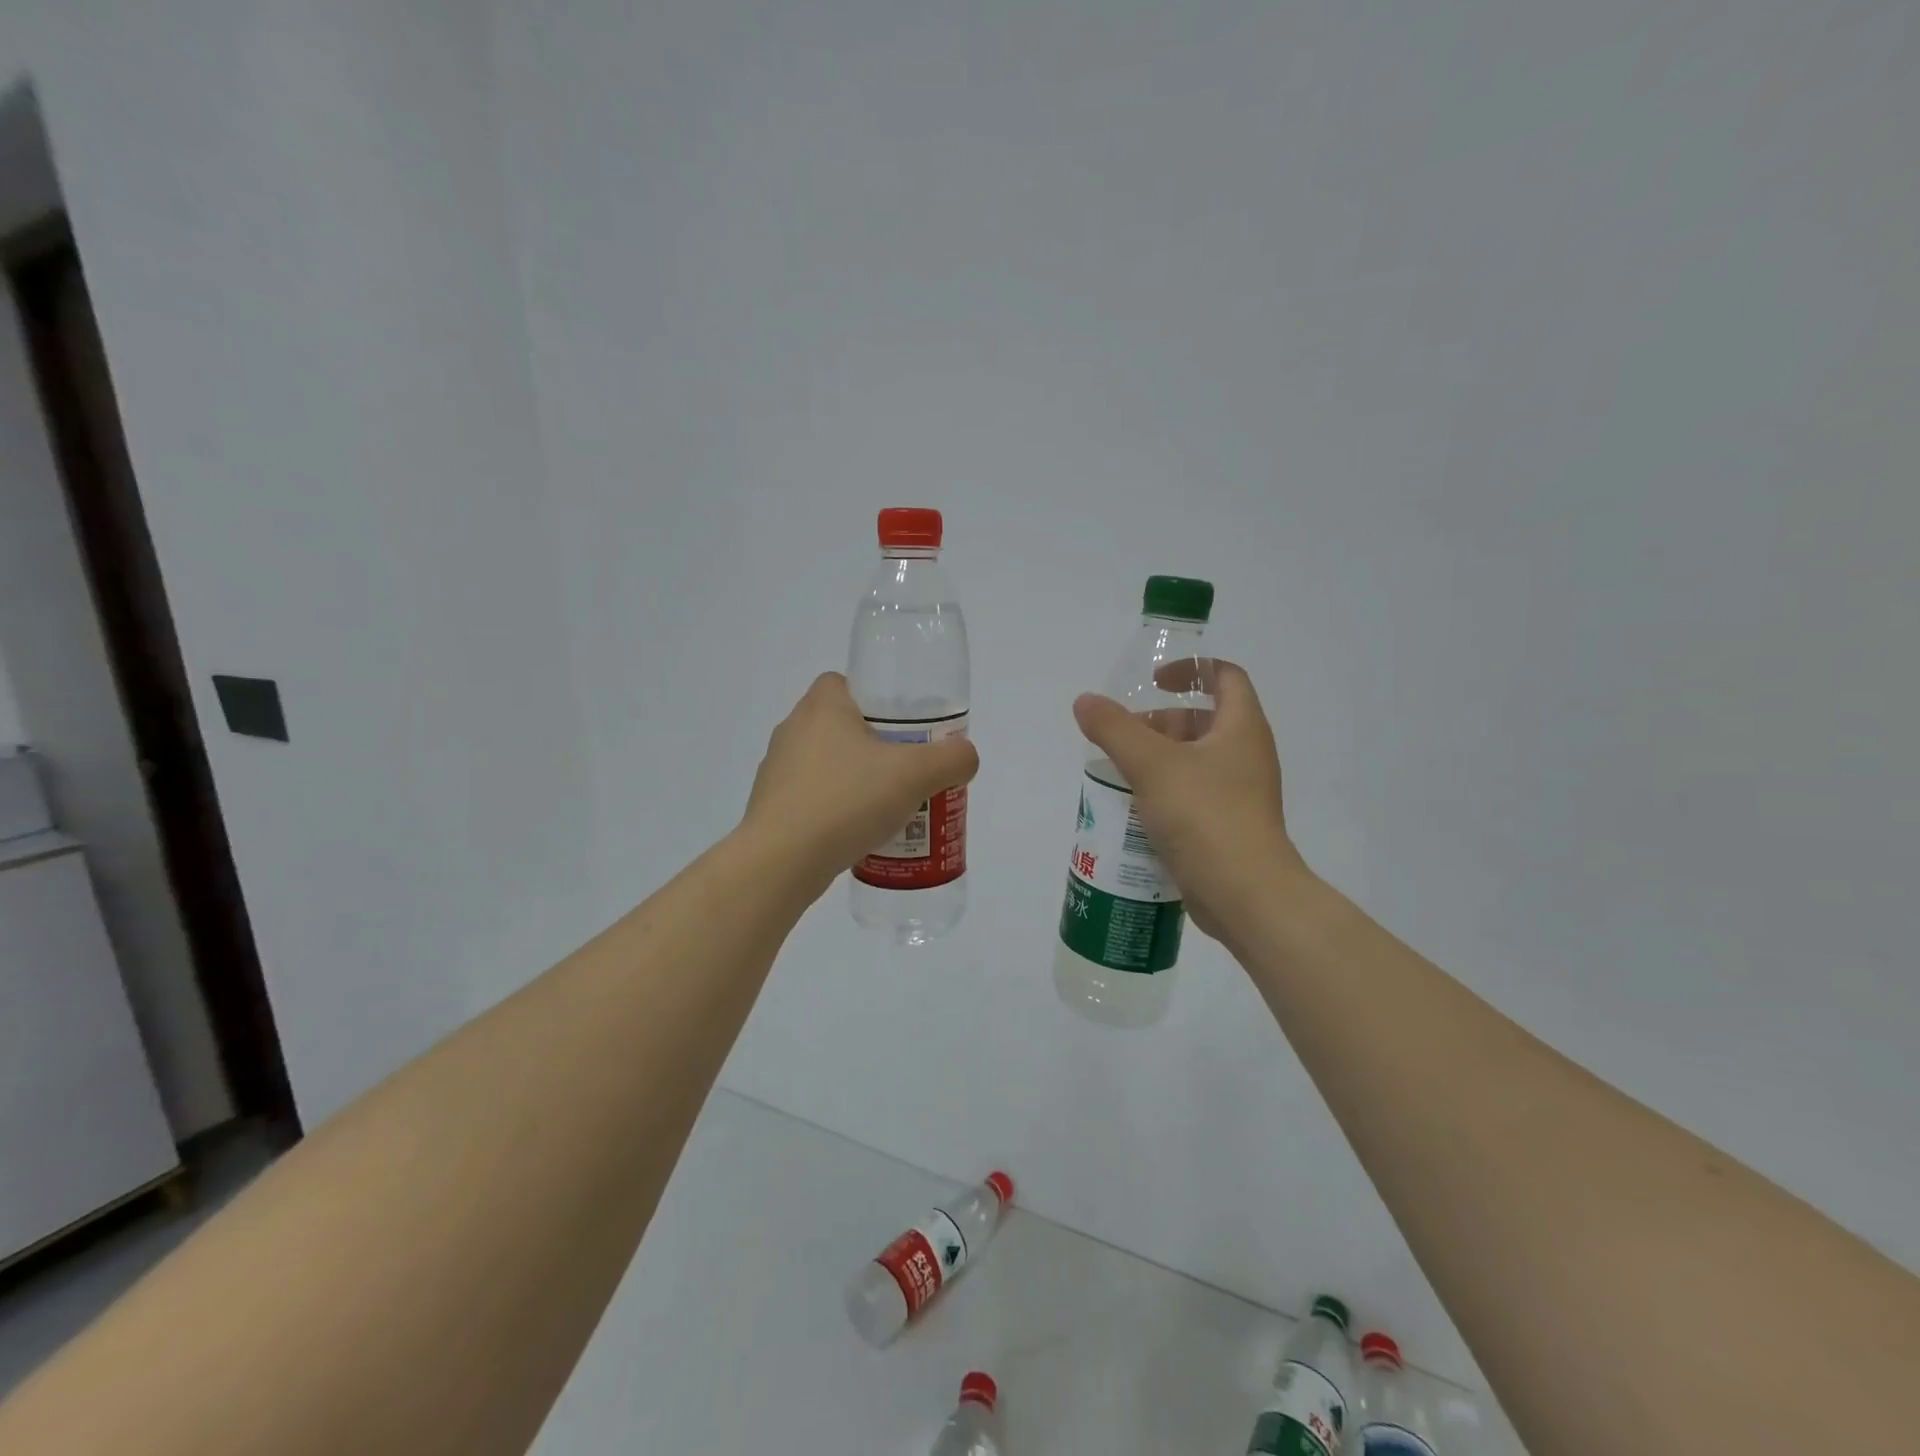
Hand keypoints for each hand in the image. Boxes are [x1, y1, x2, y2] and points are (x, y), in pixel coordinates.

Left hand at [744, 673, 979, 889]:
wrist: (782, 862)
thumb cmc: (846, 801)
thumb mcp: (915, 775)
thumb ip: (951, 759)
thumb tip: (964, 756)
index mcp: (821, 707)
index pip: (846, 682)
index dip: (878, 699)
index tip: (904, 728)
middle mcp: (792, 730)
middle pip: (842, 725)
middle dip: (876, 745)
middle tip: (907, 769)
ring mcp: (777, 770)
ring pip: (828, 763)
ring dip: (857, 779)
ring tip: (889, 806)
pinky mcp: (772, 807)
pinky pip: (814, 797)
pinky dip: (837, 808)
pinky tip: (859, 833)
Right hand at [1072, 660, 1307, 940]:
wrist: (1246, 895)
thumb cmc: (1205, 816)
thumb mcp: (1152, 765)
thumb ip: (1114, 729)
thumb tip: (1085, 701)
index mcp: (1241, 728)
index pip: (1225, 677)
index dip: (1190, 669)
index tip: (1153, 682)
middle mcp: (1246, 755)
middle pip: (1202, 720)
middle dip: (1160, 722)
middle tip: (1121, 736)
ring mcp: (1240, 793)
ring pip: (1194, 761)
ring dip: (1156, 759)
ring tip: (1117, 772)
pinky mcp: (1227, 826)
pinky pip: (1192, 795)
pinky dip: (1163, 792)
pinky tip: (1133, 809)